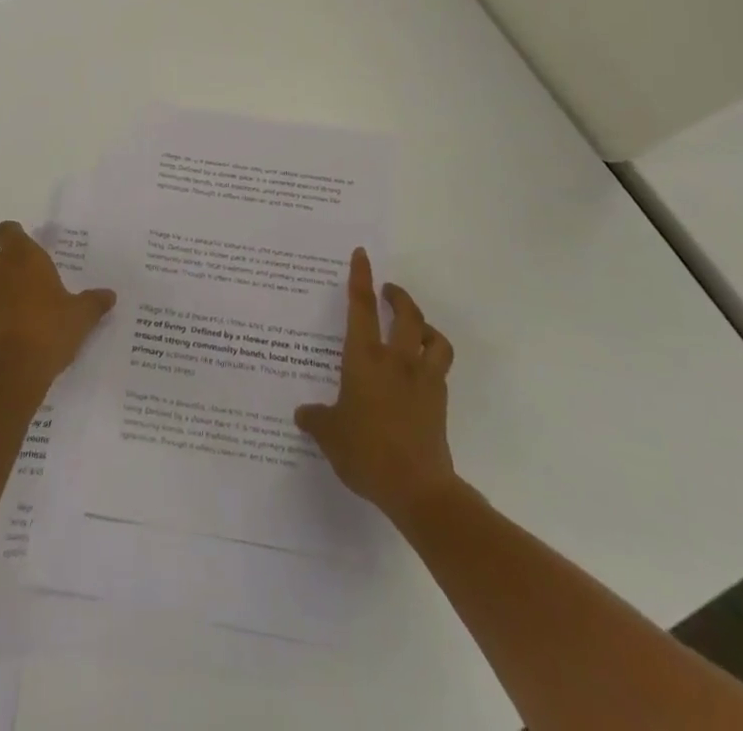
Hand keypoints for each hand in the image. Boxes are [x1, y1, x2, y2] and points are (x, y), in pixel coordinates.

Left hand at [0, 222, 116, 387]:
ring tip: (7, 303)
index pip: (7, 231)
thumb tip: (109, 295)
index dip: (13, 236)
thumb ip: (94, 302)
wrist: (12, 373)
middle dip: (3, 265)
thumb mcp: (81, 317)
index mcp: (23, 258)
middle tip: (24, 280)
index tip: (25, 247)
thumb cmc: (50, 331)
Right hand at [294, 247, 456, 523]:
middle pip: (406, 314)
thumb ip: (316, 419)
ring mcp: (423, 379)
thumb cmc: (366, 453)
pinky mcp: (439, 400)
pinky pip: (440, 366)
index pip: (361, 307)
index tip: (362, 255)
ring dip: (424, 325)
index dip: (361, 278)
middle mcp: (396, 360)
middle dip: (398, 296)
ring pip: (433, 336)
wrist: (418, 488)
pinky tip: (421, 370)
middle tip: (388, 291)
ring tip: (414, 327)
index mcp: (364, 359)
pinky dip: (432, 357)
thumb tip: (303, 413)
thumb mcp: (330, 436)